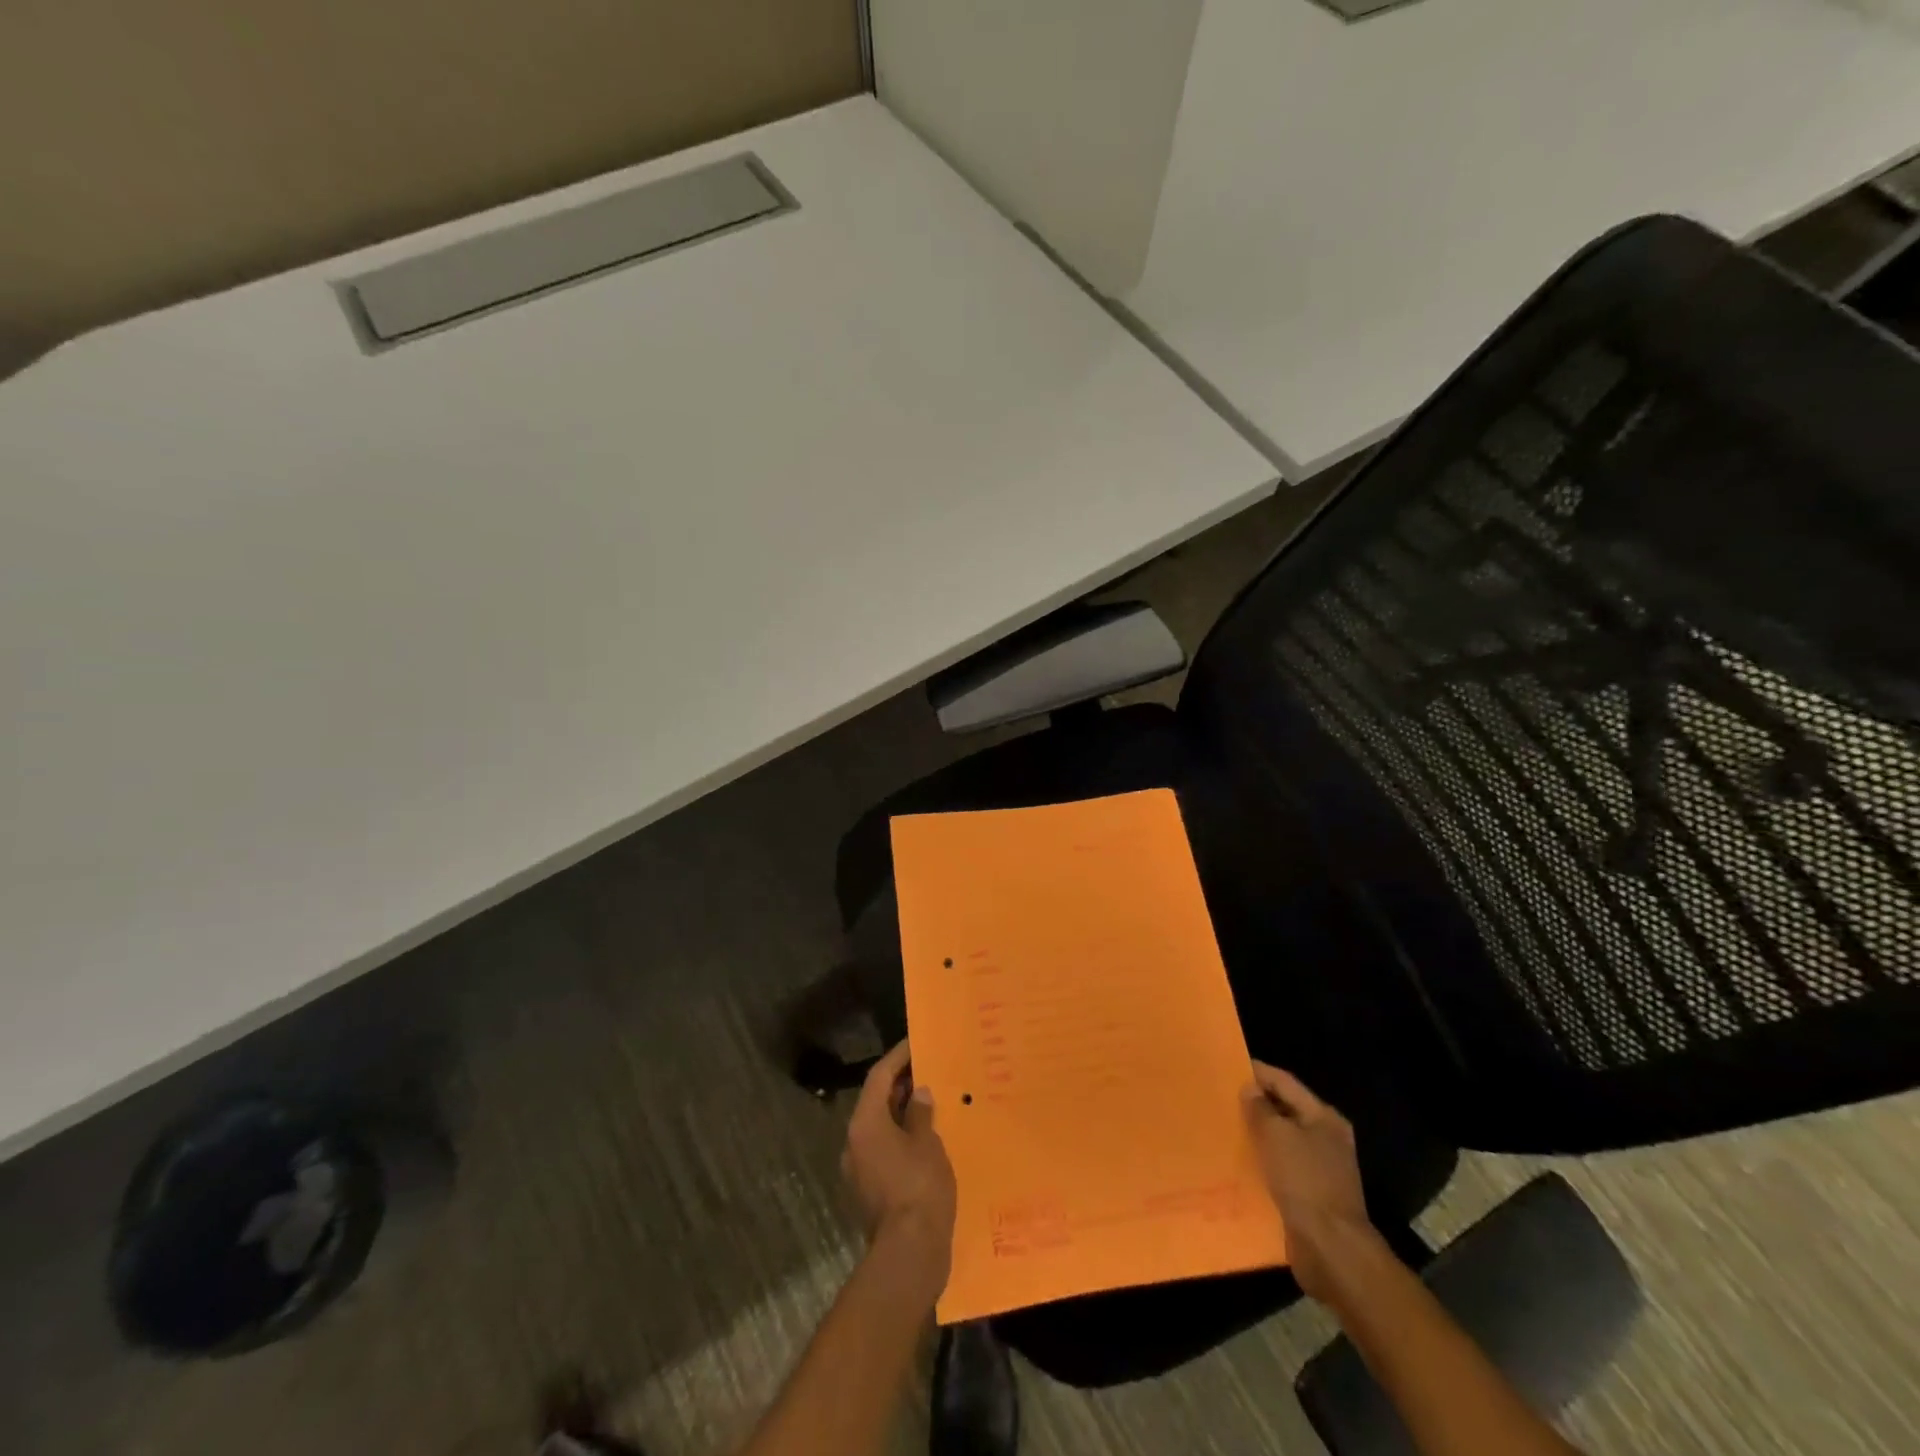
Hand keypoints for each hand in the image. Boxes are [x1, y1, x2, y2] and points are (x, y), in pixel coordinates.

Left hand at [842, 1040, 956, 1290]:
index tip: (914, 1043)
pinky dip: (902, 1138)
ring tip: (932, 1102)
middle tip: (927, 1070)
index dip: (897, 1058)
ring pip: (880, 1128)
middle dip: (901, 1085)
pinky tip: (927, 1139)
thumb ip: (922, 1114)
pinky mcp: (870, 1191)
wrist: (909, 1254)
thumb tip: (918, 1094)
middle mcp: (855, 1143)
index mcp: (865, 1123)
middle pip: (876, 1102)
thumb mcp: (928, 1143)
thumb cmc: (919, 1187)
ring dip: (902, 1113)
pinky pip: (884, 1151)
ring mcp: (860, 1170)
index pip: (879, 1077)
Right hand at [1243, 1061, 1375, 1301]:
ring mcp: (1319, 1168)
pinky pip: (1280, 1168)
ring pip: (1280, 1141)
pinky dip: (1261, 1162)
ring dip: (1256, 1135)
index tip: (1227, 1066)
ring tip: (1223, 1127)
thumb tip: (1250, 1089)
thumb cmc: (1305, 1182)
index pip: (1285, 1082)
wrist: (1331, 1249)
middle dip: (1255, 1104)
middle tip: (1220, 1097)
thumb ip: (1260, 1108)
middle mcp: (1325, 1139)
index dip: (1257, 1072)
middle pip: (1284, 1111)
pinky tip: (1237, 1162)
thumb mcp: (1276, 1135)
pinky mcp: (1309, 1195)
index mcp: (1323, 1118)